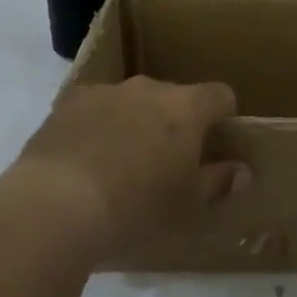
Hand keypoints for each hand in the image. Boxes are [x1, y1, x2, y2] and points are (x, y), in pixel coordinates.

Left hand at [8, 76, 246, 259]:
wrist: (55, 206)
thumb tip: (240, 171)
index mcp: (186, 108)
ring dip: (135, 122)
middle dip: (175, 123)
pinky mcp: (68, 103)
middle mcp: (149, 88)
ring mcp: (106, 91)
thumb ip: (217, 182)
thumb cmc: (135, 208)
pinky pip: (95, 109)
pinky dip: (98, 126)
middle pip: (174, 97)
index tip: (217, 143)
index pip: (220, 95)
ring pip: (132, 101)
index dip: (224, 116)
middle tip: (166, 163)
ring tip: (120, 165)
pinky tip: (85, 160)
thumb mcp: (186, 206)